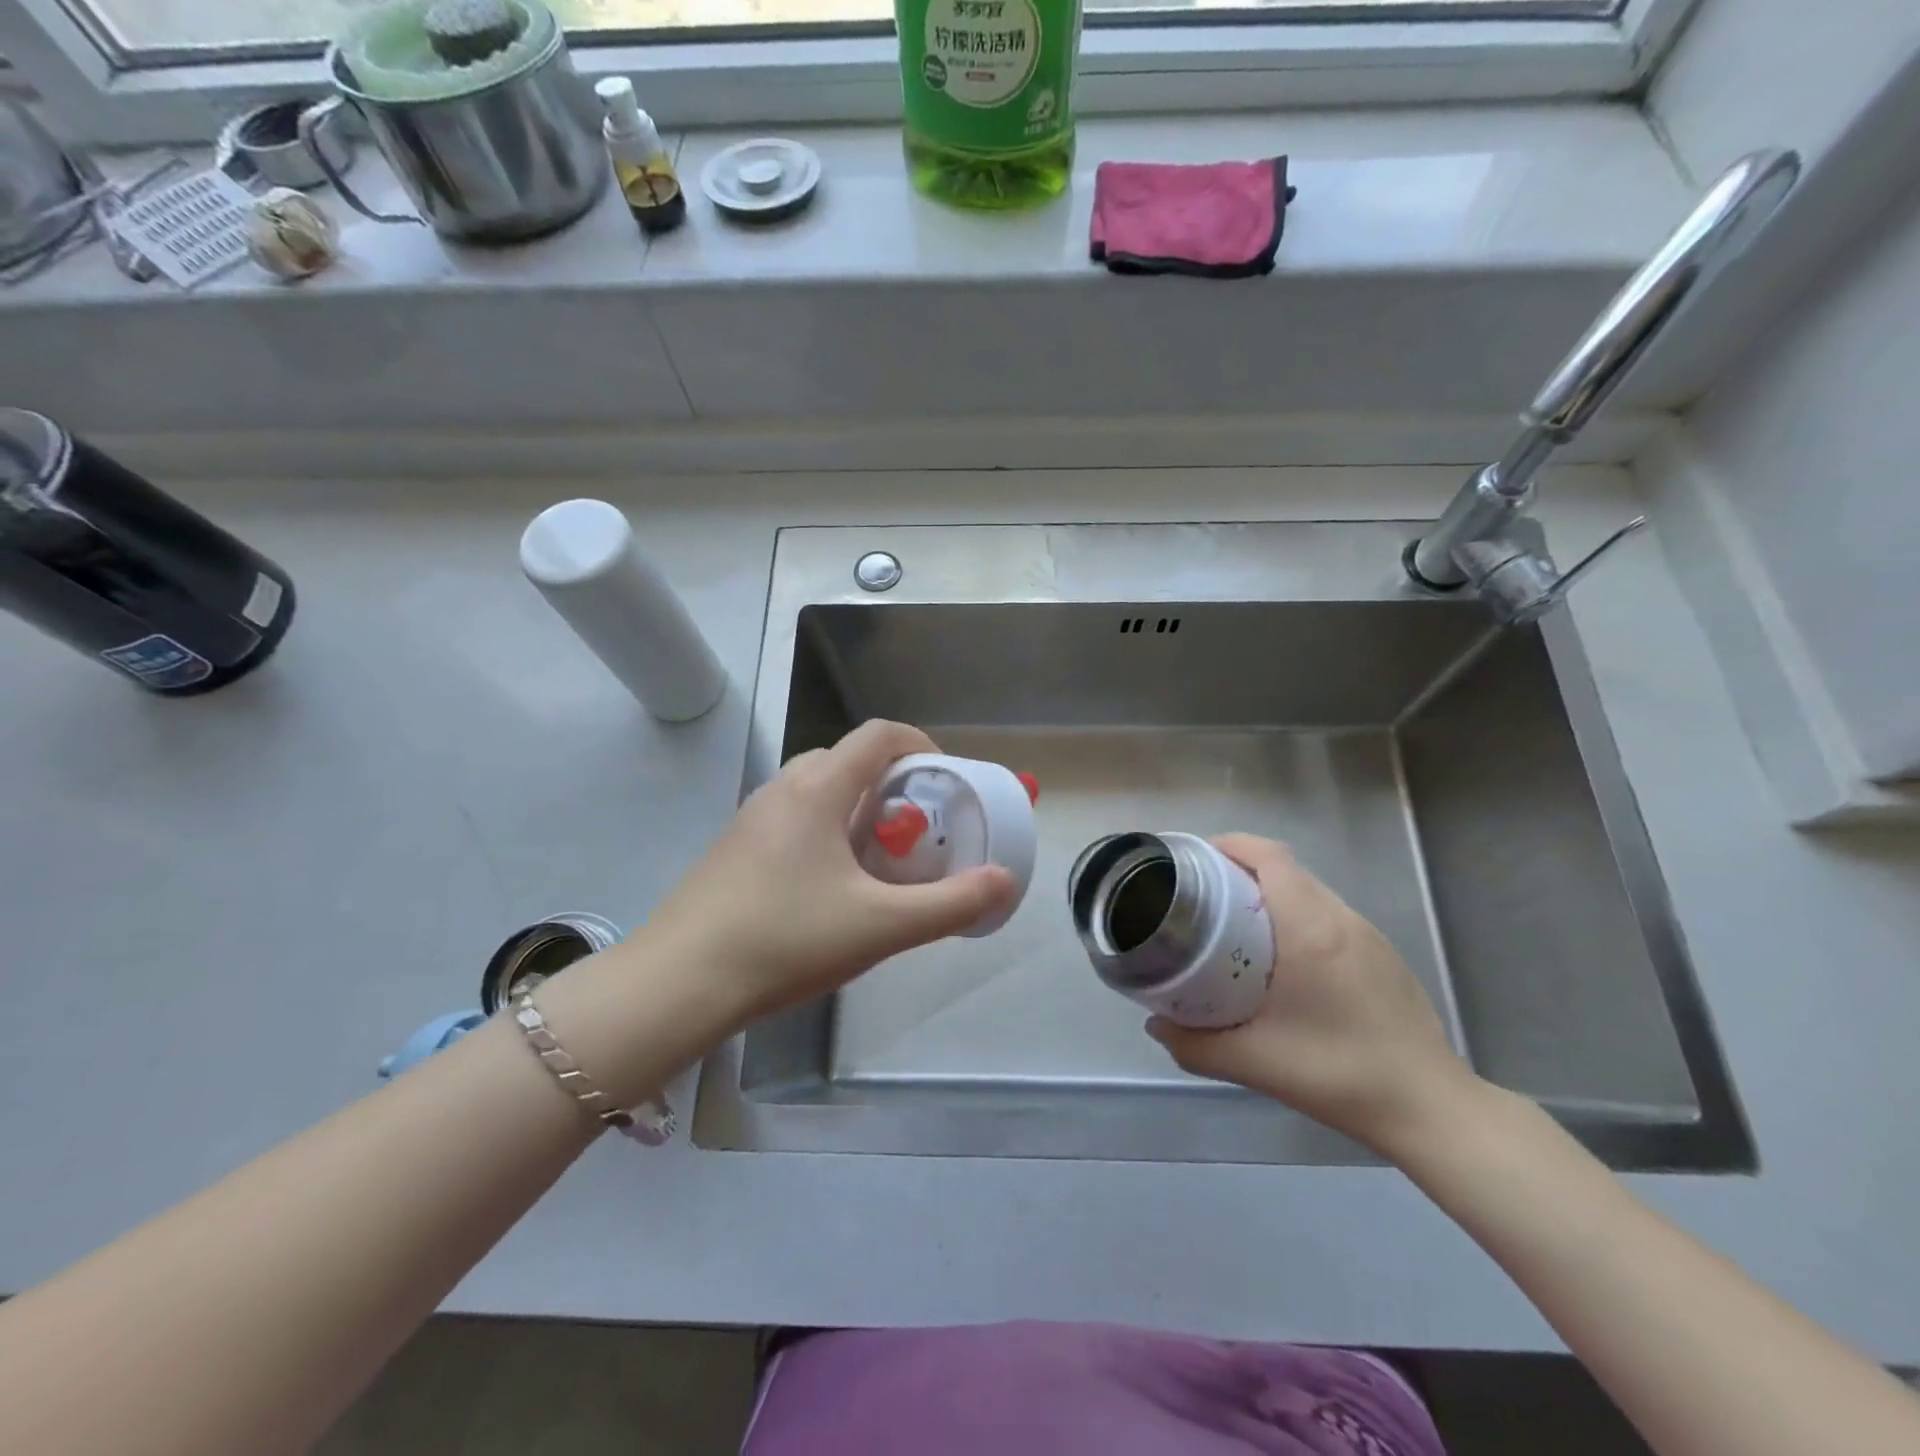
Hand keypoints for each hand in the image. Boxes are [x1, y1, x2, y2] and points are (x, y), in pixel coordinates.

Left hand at [639, 719, 1017, 1029]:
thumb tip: (1004, 880)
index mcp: (818, 788)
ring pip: (816, 788)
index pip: (879, 735)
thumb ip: (950, 903)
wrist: (678, 982)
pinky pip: (791, 817)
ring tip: (877, 858)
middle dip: (890, 781)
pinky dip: (823, 829)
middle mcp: (782, 787)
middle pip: (848, 758)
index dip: (920, 744)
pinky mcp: (733, 848)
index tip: (945, 781)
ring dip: (854, 806)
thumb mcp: (881, 926)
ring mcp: (751, 817)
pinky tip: (828, 886)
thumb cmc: (786, 940)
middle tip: (915, 827)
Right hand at [1147, 834, 1478, 1156]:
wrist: (1431, 1110)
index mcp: (1310, 929)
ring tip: (1235, 924)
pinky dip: (1297, 916)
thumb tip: (1155, 1025)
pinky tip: (1283, 960)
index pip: (1270, 857)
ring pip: (1310, 891)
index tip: (1195, 861)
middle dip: (1241, 869)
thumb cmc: (1339, 1074)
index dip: (1231, 845)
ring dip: (1270, 893)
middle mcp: (1342, 919)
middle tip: (1202, 896)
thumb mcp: (1254, 1062)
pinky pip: (1329, 915)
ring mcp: (1369, 936)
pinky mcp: (1383, 956)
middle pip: (1286, 868)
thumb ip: (1194, 1044)